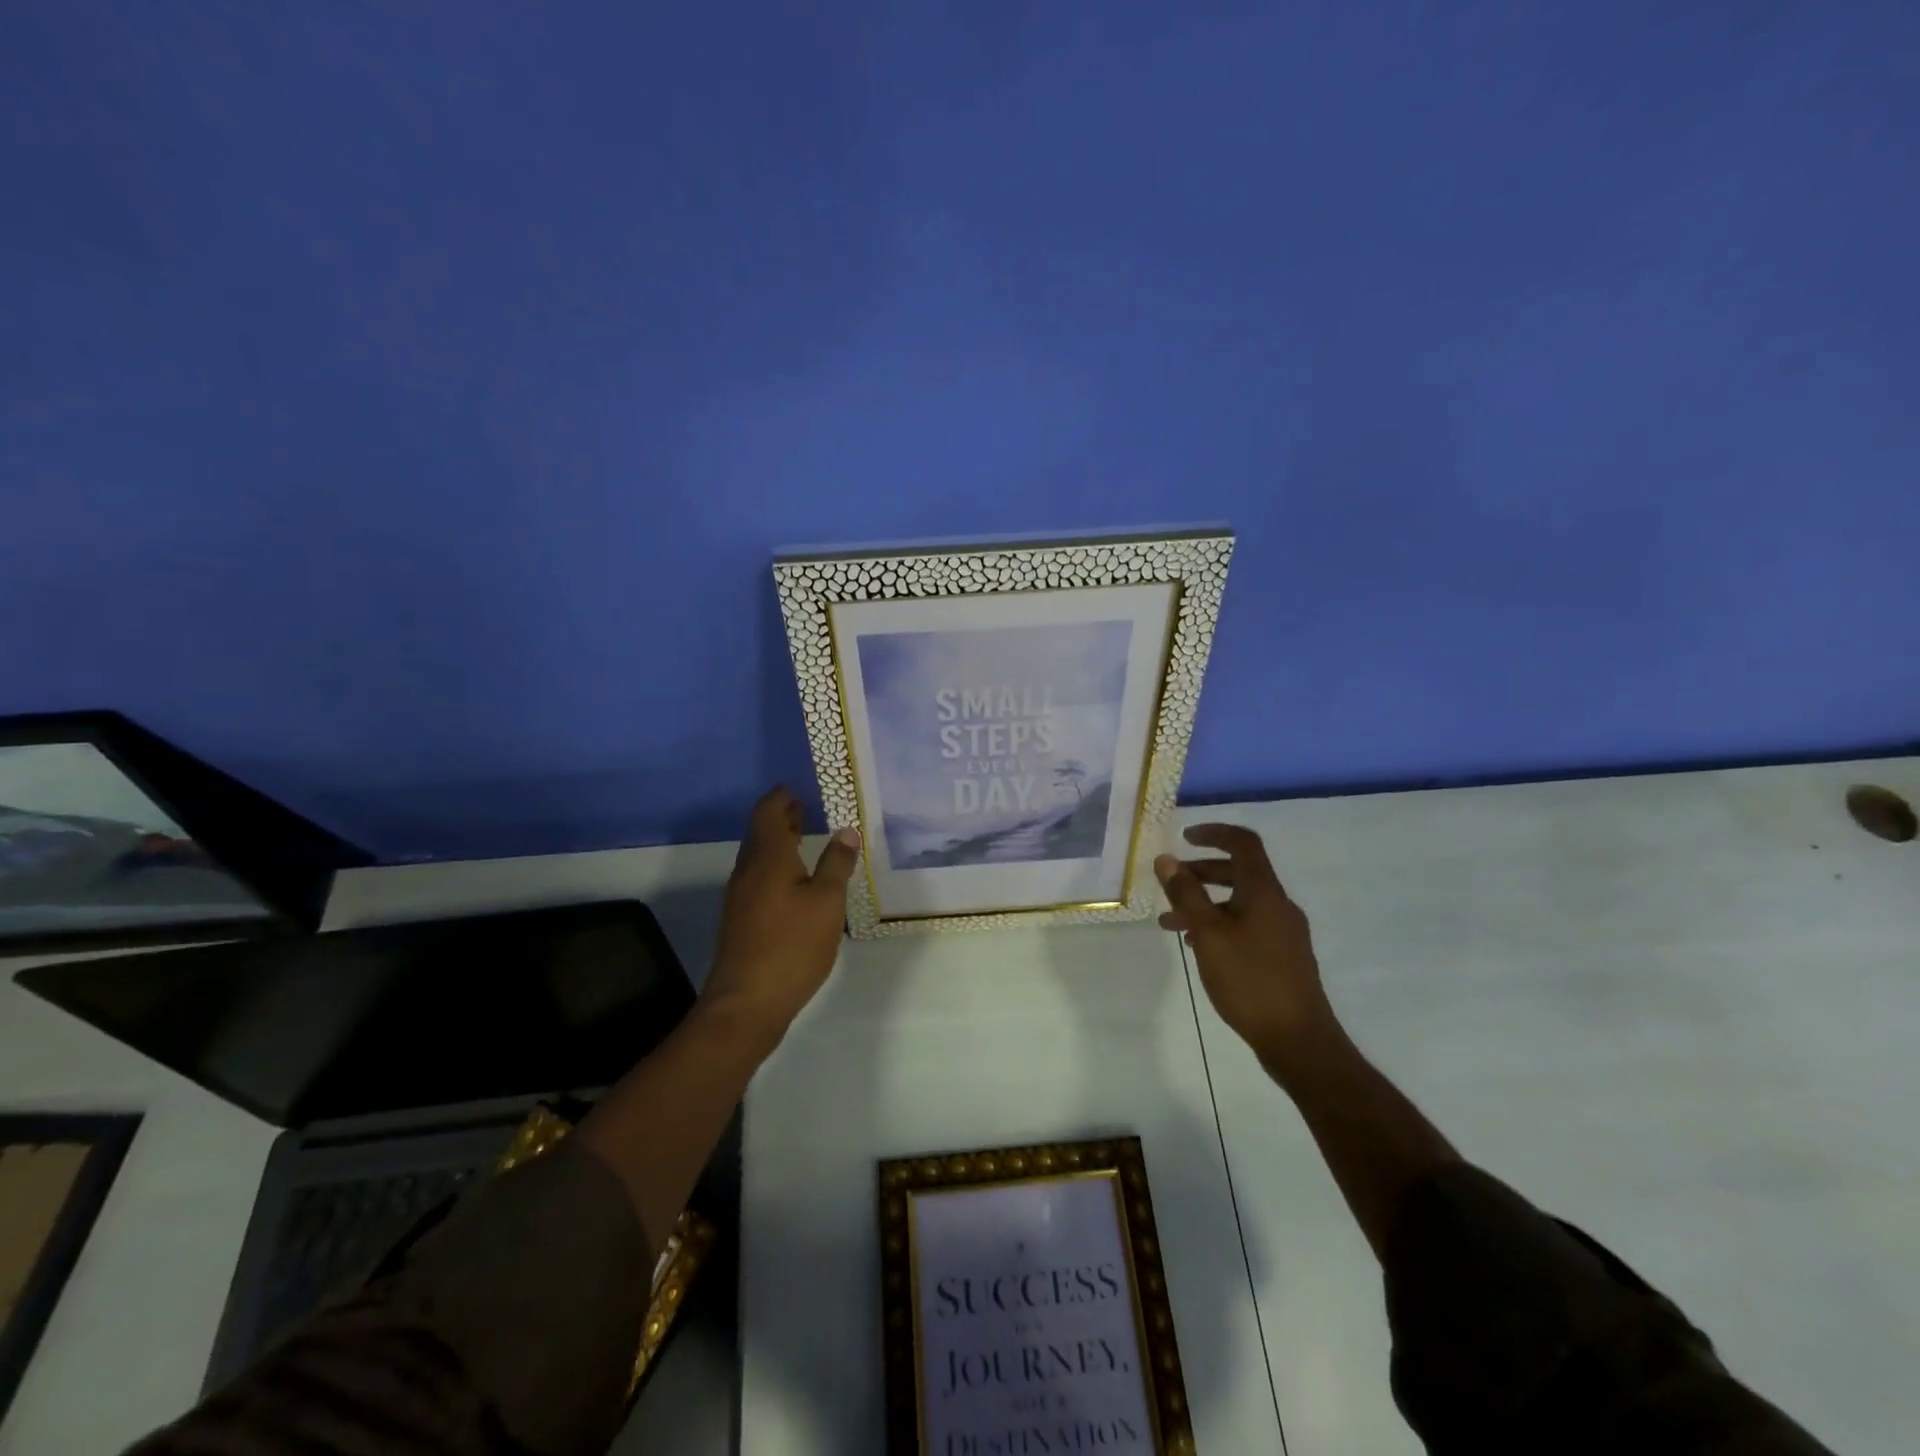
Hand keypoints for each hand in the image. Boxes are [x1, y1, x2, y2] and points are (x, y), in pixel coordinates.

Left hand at [702, 787, 860, 1046]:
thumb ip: (836, 864)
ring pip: (758, 856)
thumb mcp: (826, 902)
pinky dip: (775, 864)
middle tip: (803, 806)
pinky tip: (793, 880)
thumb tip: (846, 831)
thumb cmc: (791, 945)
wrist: (746, 1002)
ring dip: (777, 841)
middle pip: (760, 832)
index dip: (781, 797)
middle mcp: (748, 870)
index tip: (797, 788)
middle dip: (780, 816)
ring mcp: (740, 896)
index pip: (768, 812)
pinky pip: (757, 876)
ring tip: (802, 837)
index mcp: (768, 858)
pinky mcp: (741, 919)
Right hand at [1155, 824, 1337, 1065]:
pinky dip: (1220, 925)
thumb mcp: (1209, 934)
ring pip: (1239, 903)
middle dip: (1201, 872)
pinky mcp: (1282, 956)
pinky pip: (1246, 925)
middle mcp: (1278, 905)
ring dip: (1205, 904)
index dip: (1215, 833)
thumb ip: (1187, 895)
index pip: (1244, 844)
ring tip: (1170, 923)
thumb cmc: (1250, 981)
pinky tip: (1197, 947)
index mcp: (1264, 893)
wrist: (1299, 1040)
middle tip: (1170, 882)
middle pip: (1239, 873)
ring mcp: (1283, 932)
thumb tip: (1167, 859)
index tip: (1184, 837)